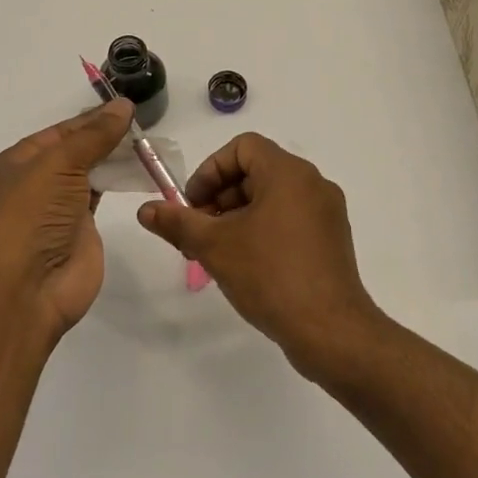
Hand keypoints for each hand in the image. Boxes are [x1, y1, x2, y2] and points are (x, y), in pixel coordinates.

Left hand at [0, 98, 134, 340]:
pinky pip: (102, 199)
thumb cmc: (29, 216)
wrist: (22, 291)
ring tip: (151, 144)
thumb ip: (93, 136)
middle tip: (146, 126)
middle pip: (78, 152)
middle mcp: (37, 183)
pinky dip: (119, 185)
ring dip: (116, 160)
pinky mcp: (81, 232)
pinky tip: (140, 172)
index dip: (93, 119)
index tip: (129, 109)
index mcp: (20, 162)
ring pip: (91, 174)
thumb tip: (123, 106)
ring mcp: (59, 209)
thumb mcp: (58, 165)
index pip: (62, 132)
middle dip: (107, 138)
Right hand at [137, 133, 386, 380]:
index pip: (242, 147)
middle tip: (198, 233)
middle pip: (256, 172)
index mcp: (288, 173)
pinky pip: (290, 219)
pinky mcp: (332, 239)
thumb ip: (178, 222)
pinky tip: (246, 265)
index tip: (193, 205)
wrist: (330, 330)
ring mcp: (326, 213)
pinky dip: (263, 229)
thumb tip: (145, 210)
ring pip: (272, 198)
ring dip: (238, 216)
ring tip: (217, 252)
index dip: (210, 170)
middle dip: (220, 197)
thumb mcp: (214, 246)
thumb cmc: (270, 275)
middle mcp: (312, 183)